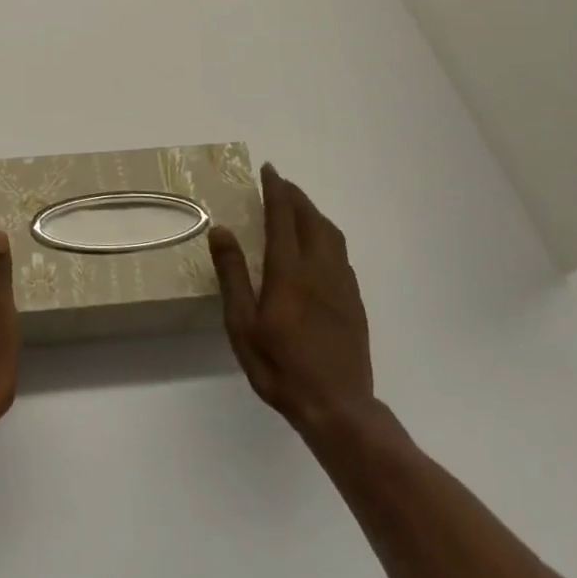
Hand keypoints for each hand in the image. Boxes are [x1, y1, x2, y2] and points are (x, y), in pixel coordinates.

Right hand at [209, 165, 375, 442]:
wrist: (338, 407)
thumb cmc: (281, 367)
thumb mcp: (242, 325)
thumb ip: (233, 275)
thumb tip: (222, 230)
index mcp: (289, 271)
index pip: (283, 217)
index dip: (276, 190)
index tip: (268, 169)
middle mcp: (319, 269)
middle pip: (311, 218)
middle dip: (295, 196)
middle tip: (280, 183)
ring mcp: (342, 284)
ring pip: (331, 233)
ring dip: (313, 212)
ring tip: (298, 208)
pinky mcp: (354, 301)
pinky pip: (341, 253)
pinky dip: (326, 235)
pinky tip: (318, 247)